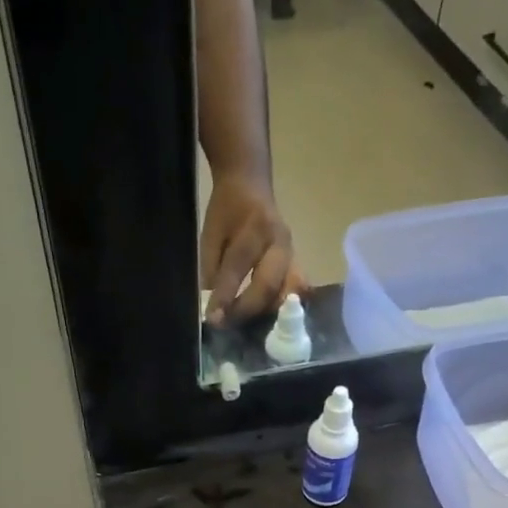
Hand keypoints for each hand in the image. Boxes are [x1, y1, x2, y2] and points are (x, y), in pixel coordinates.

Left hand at [201, 174, 303, 324]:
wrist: (250, 183)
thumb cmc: (227, 209)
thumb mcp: (211, 233)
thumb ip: (211, 268)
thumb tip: (213, 307)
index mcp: (254, 227)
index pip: (238, 267)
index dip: (225, 295)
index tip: (213, 318)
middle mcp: (279, 242)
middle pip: (268, 285)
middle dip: (247, 309)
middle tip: (228, 324)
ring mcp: (292, 254)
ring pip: (286, 292)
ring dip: (266, 312)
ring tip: (246, 324)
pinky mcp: (297, 263)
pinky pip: (293, 290)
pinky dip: (280, 307)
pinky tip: (267, 318)